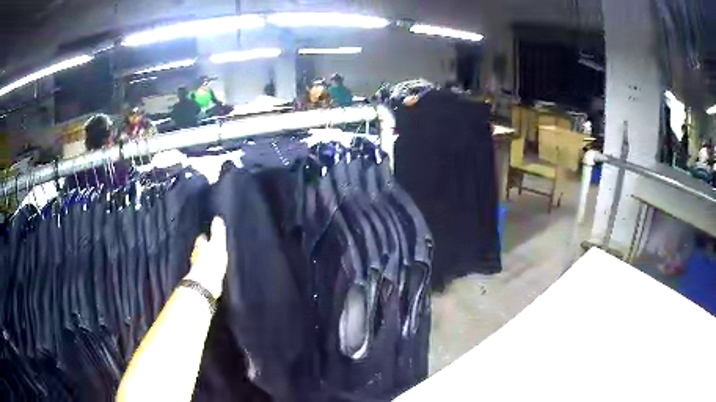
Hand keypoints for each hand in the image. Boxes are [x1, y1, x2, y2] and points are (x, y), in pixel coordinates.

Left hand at [186, 217, 227, 297]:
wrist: (205, 284)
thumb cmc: (211, 262)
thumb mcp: (217, 244)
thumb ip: (217, 232)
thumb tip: (217, 218)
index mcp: (200, 245)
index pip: (202, 238)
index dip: (205, 237)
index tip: (208, 235)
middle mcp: (196, 255)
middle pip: (199, 249)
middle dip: (204, 248)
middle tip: (210, 246)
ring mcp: (198, 268)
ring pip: (201, 260)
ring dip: (205, 259)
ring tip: (211, 259)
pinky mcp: (202, 278)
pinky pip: (205, 271)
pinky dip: (207, 270)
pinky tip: (211, 272)